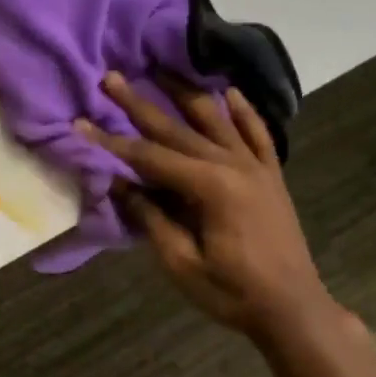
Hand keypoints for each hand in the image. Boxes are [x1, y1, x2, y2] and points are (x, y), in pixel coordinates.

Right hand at [78, 73, 338, 343]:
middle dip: (138, 103)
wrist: (294, 310)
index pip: (148, 156)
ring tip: (161, 67)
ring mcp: (256, 166)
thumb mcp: (181, 263)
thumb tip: (117, 182)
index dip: (111, 141)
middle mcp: (232, 164)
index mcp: (209, 187)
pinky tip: (229, 91)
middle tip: (111, 77)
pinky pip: (258, 133)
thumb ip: (150, 217)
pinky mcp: (271, 174)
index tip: (81, 123)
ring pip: (215, 118)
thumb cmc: (232, 292)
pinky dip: (243, 111)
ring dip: (185, 92)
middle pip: (176, 128)